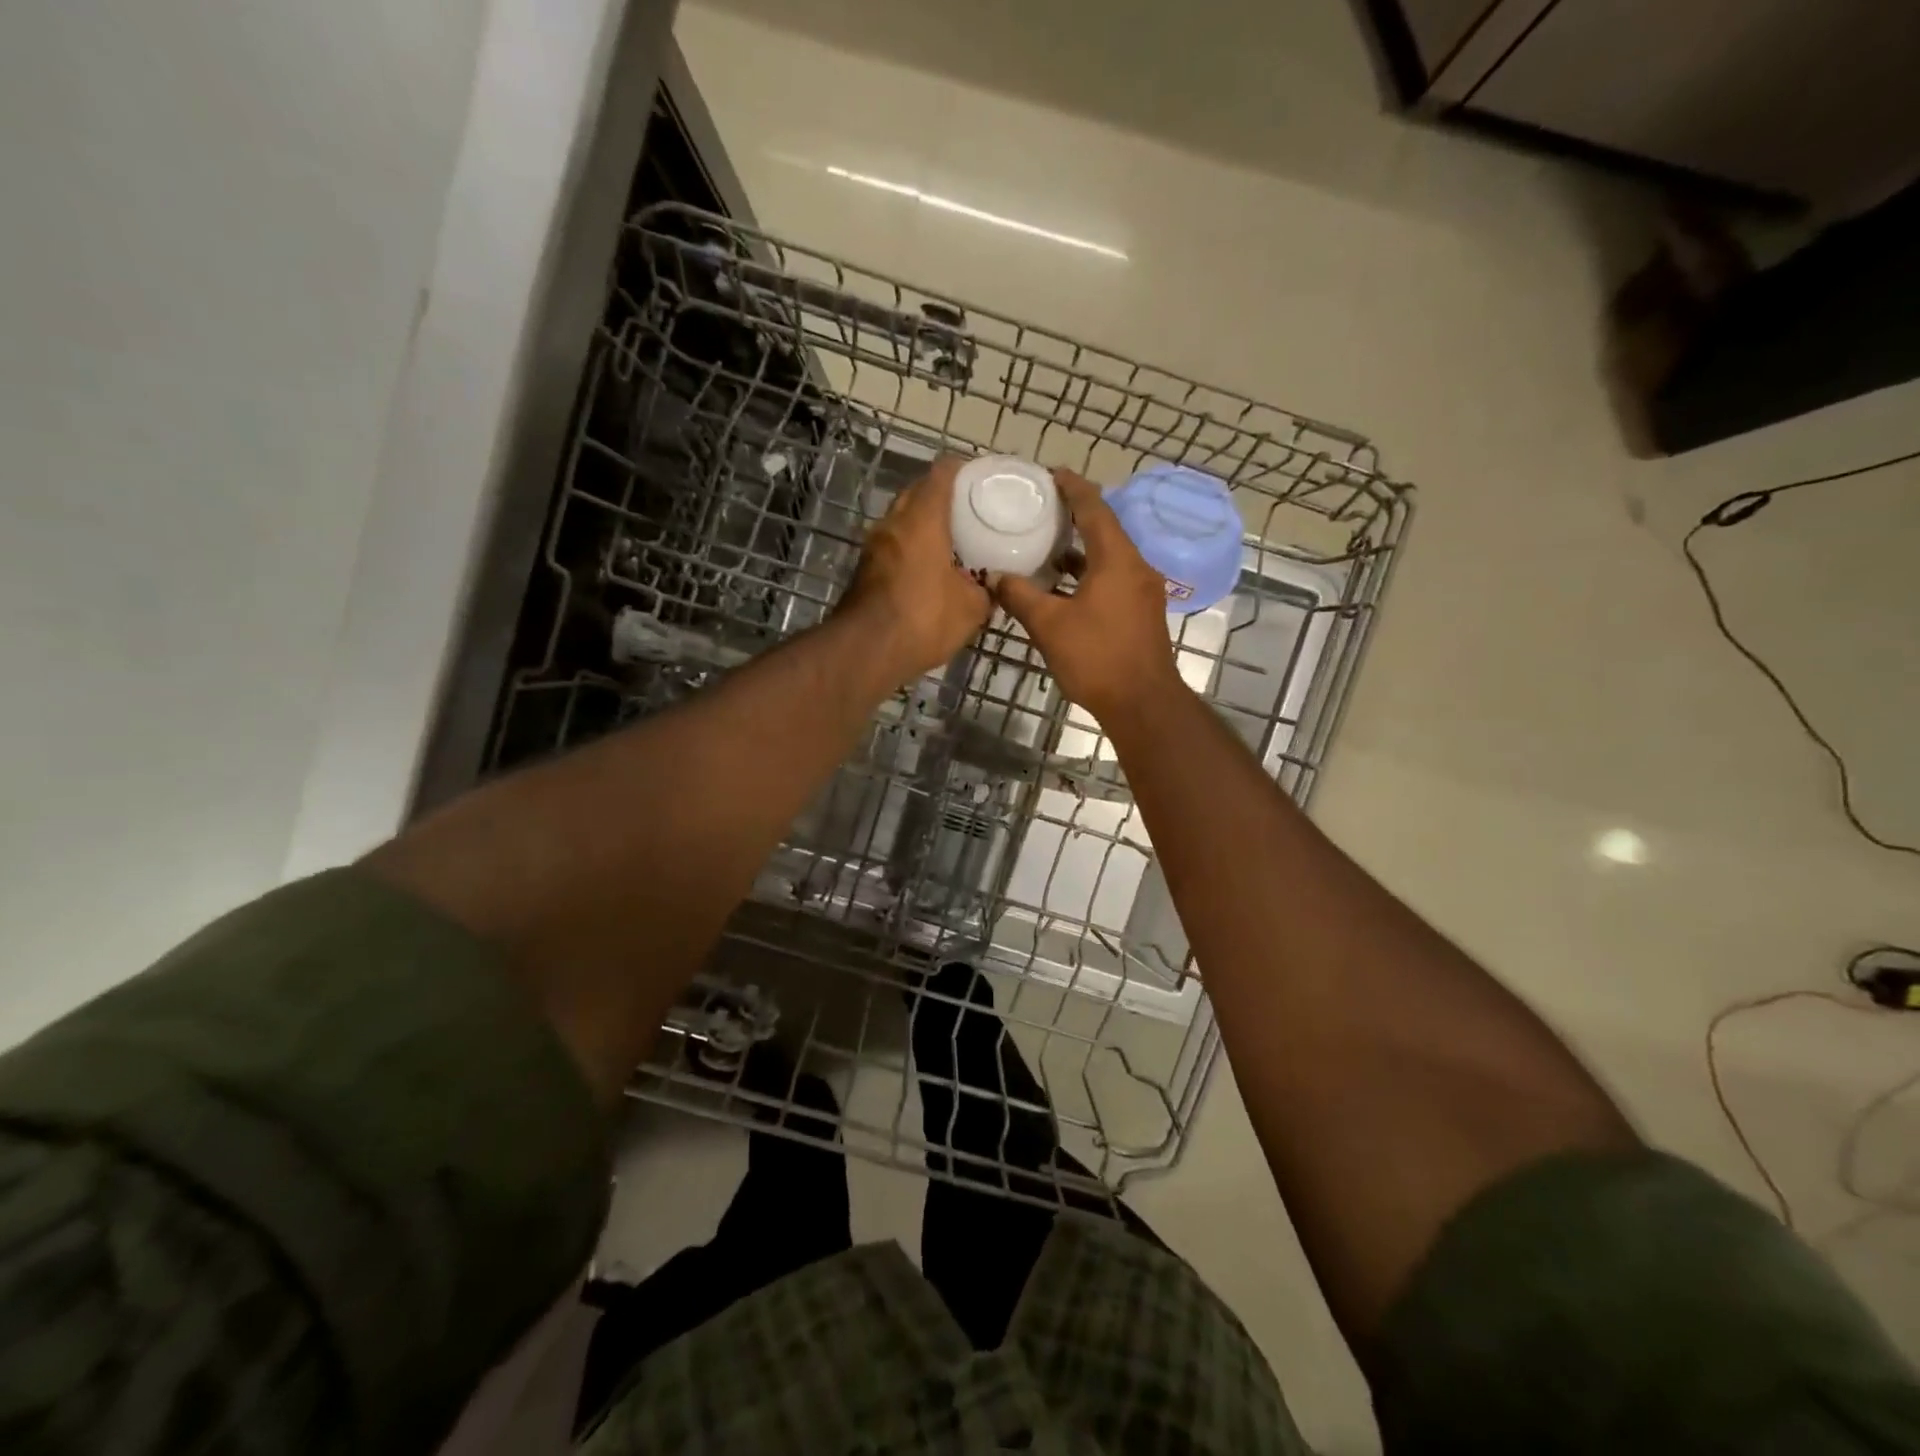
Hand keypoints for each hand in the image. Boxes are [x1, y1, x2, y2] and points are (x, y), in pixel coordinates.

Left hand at [840, 456, 991, 683]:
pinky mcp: (864, 570)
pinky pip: (894, 547)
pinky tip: (931, 570)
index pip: (942, 473)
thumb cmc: (924, 618)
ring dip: (924, 526)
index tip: (981, 478)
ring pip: (903, 521)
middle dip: (943, 498)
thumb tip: (993, 586)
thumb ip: (986, 590)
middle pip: (918, 493)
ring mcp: (874, 546)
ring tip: (954, 542)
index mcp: (922, 518)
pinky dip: (912, 549)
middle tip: (971, 512)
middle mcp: (893, 522)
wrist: (867, 651)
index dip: (963, 470)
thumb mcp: (971, 608)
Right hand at [995, 469, 1182, 722]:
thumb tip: (994, 576)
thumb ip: (1020, 596)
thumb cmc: (1096, 658)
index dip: (1073, 488)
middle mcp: (1136, 567)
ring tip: (1049, 545)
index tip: (1052, 474)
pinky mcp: (1143, 613)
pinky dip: (1091, 573)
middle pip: (1106, 529)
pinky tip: (1066, 586)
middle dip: (1076, 516)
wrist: (1143, 703)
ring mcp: (1143, 591)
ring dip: (1083, 549)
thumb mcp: (1049, 626)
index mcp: (1117, 560)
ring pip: (1111, 557)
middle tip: (1045, 508)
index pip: (1095, 509)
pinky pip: (1115, 579)